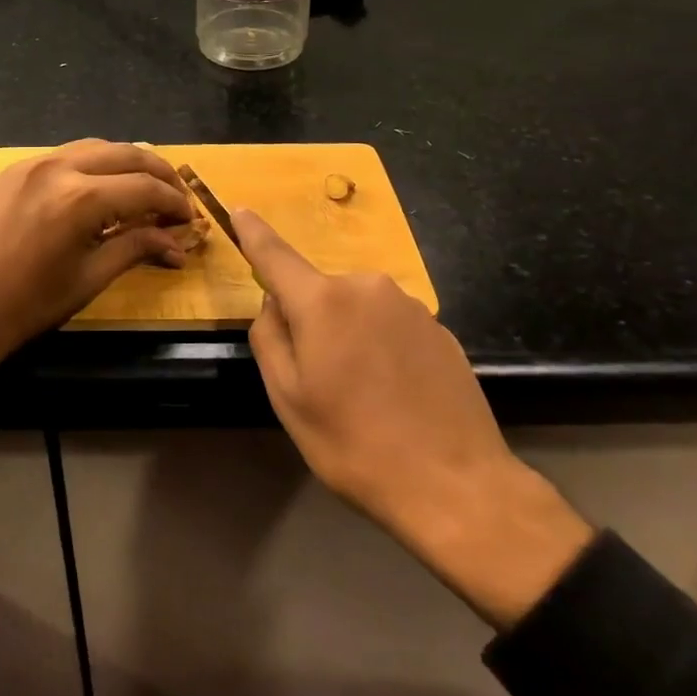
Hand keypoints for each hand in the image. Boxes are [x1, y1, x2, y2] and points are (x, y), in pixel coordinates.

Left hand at [0, 140, 192, 370]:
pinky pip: (64, 155)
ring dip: (126, 162)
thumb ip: (135, 249)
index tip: (189, 219)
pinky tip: (100, 185)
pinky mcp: (13, 170)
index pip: (145, 188)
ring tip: (143, 186)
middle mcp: (59, 167)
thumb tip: (177, 245)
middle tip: (176, 195)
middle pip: (125, 153)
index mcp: (81, 198)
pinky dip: (92, 164)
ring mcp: (32, 164)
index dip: (174, 202)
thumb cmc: (29, 304)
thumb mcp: (89, 278)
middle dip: (158, 172)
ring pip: (94, 146)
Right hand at [235, 208, 593, 629]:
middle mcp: (367, 287)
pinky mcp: (439, 327)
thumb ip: (269, 338)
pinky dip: (381, 347)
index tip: (240, 210)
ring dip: (349, 335)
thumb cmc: (355, 444)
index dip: (254, 233)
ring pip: (356, 310)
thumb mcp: (288, 398)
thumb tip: (275, 305)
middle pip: (319, 293)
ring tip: (364, 394)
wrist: (456, 485)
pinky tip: (395, 393)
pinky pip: (390, 325)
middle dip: (311, 321)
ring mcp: (409, 305)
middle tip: (321, 380)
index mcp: (323, 301)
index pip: (276, 255)